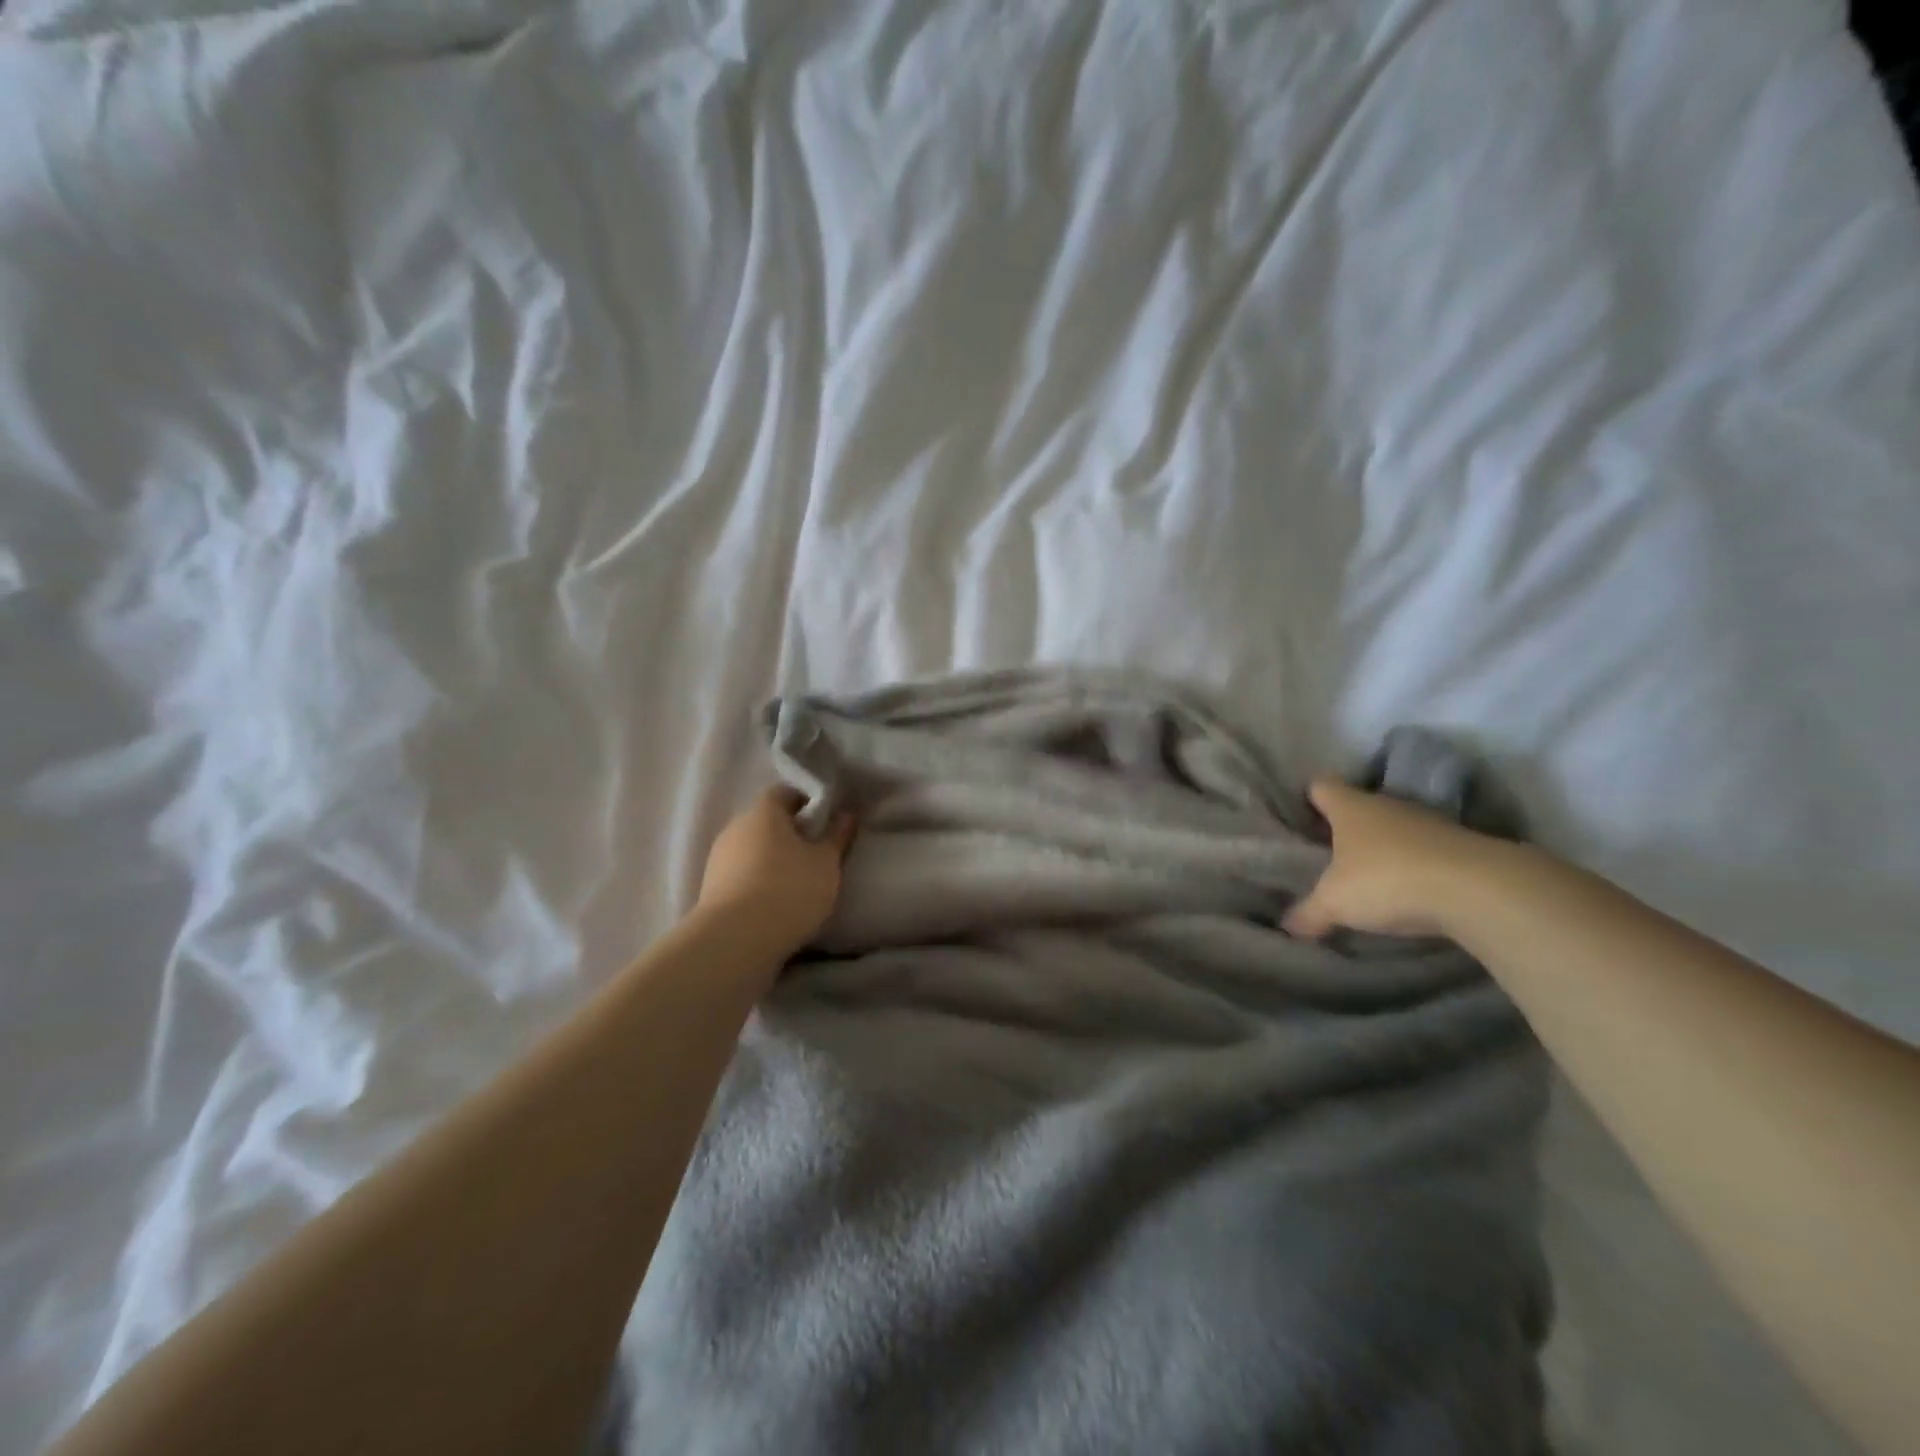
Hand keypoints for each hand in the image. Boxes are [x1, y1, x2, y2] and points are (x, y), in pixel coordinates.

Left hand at [695, 787, 856, 955]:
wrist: (735, 941)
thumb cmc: (789, 890)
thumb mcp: (826, 863)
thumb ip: (837, 836)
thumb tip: (846, 814)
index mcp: (763, 811)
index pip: (785, 792)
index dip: (807, 802)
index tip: (826, 821)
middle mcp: (735, 827)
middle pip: (766, 821)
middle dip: (791, 832)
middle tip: (817, 852)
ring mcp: (718, 859)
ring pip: (753, 849)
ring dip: (773, 859)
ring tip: (798, 882)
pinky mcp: (711, 889)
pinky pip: (741, 875)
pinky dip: (758, 881)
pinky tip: (776, 902)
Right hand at [1283, 777, 1500, 940]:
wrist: (1480, 890)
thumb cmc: (1388, 880)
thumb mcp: (1335, 903)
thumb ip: (1308, 913)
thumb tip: (1287, 925)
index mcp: (1351, 807)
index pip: (1322, 785)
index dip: (1310, 798)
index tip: (1303, 816)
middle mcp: (1389, 805)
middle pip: (1360, 806)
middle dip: (1347, 827)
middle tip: (1331, 854)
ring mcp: (1430, 823)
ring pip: (1396, 828)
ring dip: (1386, 848)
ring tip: (1372, 877)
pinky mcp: (1463, 847)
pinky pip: (1427, 851)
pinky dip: (1418, 865)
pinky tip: (1412, 890)